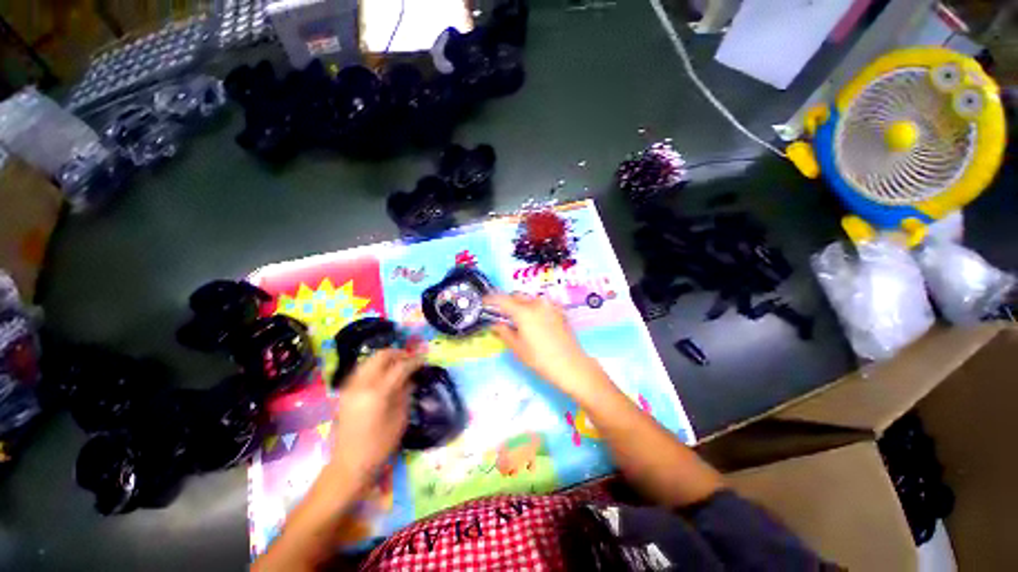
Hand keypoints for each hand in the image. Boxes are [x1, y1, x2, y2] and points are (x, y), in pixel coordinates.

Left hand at [328, 349, 420, 490]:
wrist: (349, 464)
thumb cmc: (380, 445)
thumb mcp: (400, 418)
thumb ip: (405, 392)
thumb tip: (411, 377)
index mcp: (377, 392)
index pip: (400, 366)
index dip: (414, 361)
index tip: (424, 360)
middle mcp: (361, 384)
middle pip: (381, 356)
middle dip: (399, 354)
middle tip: (411, 360)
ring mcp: (350, 386)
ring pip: (370, 360)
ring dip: (387, 359)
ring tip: (399, 365)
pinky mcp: (345, 391)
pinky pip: (363, 369)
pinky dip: (376, 366)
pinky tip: (385, 375)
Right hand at [485, 293, 604, 397]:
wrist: (572, 365)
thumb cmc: (541, 359)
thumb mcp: (518, 348)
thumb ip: (503, 332)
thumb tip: (495, 324)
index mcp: (523, 311)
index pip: (501, 299)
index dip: (490, 300)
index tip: (483, 303)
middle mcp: (537, 303)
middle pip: (516, 296)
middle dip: (507, 303)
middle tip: (502, 315)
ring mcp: (550, 305)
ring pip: (529, 299)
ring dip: (521, 305)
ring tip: (520, 320)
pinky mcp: (559, 310)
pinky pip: (541, 304)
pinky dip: (534, 308)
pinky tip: (535, 322)